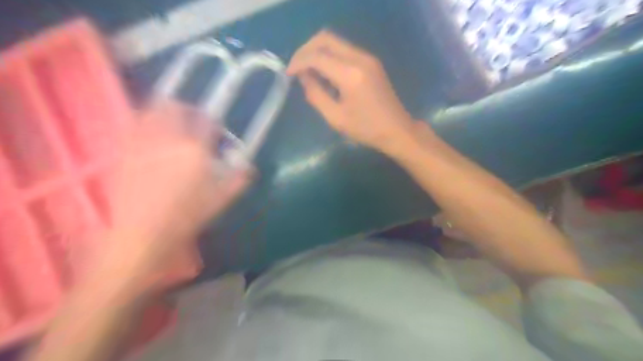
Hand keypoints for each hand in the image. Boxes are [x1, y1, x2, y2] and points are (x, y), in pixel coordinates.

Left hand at [106, 101, 250, 267]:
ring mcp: (142, 143)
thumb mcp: (220, 199)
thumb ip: (238, 180)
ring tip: (170, 123)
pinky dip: (142, 123)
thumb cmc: (187, 216)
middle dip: (185, 109)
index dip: (212, 122)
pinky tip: (149, 135)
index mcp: (195, 151)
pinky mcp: (124, 151)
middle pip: (174, 108)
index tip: (215, 130)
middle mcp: (168, 140)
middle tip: (192, 119)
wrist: (143, 232)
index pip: (205, 122)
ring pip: (150, 112)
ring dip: (162, 111)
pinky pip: (132, 126)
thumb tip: (250, 168)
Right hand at [289, 30, 419, 153]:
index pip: (317, 56)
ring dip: (318, 52)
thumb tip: (303, 77)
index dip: (298, 62)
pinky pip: (344, 51)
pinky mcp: (371, 62)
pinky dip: (330, 57)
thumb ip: (315, 95)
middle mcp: (359, 58)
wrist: (397, 130)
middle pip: (326, 38)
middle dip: (306, 50)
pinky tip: (326, 75)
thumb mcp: (335, 117)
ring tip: (309, 74)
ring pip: (335, 42)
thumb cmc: (366, 129)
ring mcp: (367, 58)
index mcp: (350, 74)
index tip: (288, 74)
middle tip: (296, 68)